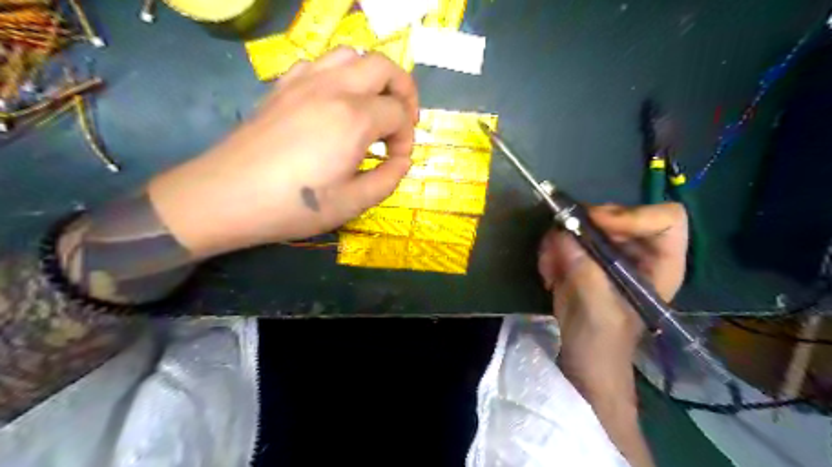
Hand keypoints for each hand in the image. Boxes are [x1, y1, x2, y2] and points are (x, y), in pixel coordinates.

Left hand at [146, 46, 419, 256]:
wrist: (227, 196)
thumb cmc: (294, 205)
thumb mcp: (353, 203)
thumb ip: (388, 179)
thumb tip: (402, 161)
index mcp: (354, 119)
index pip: (399, 114)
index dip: (406, 138)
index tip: (397, 161)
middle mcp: (333, 88)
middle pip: (384, 67)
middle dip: (404, 91)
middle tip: (403, 120)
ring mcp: (305, 81)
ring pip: (352, 55)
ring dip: (373, 77)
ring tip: (373, 106)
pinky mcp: (283, 86)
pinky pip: (320, 63)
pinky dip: (340, 75)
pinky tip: (335, 102)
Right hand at [536, 204, 685, 404]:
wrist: (581, 358)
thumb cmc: (603, 342)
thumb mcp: (599, 308)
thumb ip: (585, 270)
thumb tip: (561, 233)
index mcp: (660, 263)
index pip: (666, 218)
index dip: (633, 215)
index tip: (596, 226)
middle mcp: (636, 251)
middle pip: (615, 213)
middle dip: (583, 227)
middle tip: (560, 242)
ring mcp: (607, 252)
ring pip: (582, 222)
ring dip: (560, 241)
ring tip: (551, 269)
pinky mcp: (582, 256)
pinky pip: (563, 236)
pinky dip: (550, 250)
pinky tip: (548, 275)